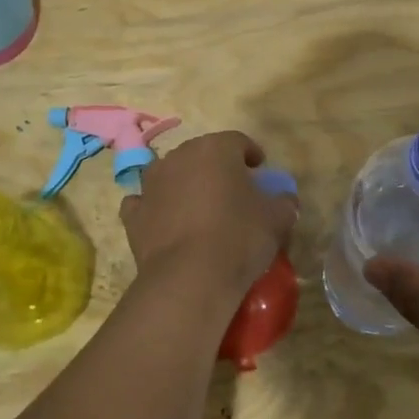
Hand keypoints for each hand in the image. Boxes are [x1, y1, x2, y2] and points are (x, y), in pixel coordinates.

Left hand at [120, 130, 298, 302]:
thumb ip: (283, 203)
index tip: (260, 171)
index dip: (251, 154)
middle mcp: (179, 157)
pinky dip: (157, 208)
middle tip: (233, 191)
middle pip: (202, 155)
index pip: (238, 141)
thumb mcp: (277, 219)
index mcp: (215, 149)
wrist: (189, 277)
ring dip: (184, 185)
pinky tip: (168, 224)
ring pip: (171, 174)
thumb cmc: (238, 237)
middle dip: (217, 168)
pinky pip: (147, 203)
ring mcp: (151, 184)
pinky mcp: (133, 214)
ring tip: (200, 208)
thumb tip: (285, 200)